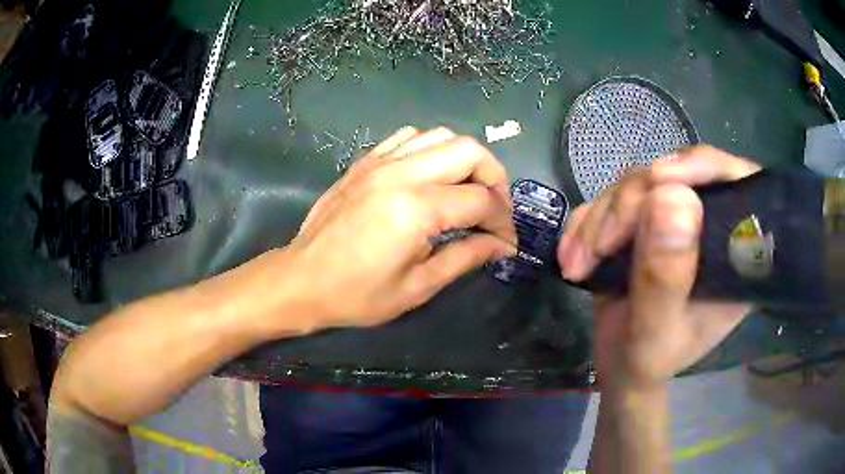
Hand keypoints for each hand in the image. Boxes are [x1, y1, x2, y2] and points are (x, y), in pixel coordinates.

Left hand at [287, 127, 516, 329]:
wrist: (301, 280)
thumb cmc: (357, 294)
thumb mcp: (417, 286)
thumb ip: (465, 257)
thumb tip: (500, 245)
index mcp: (415, 209)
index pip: (481, 201)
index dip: (502, 221)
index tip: (505, 242)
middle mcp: (401, 174)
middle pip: (469, 151)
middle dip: (494, 178)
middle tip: (493, 209)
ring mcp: (380, 162)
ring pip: (441, 136)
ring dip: (465, 160)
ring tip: (467, 190)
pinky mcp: (366, 162)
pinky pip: (408, 137)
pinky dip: (431, 149)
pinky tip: (431, 175)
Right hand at [558, 146, 759, 388]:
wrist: (621, 364)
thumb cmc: (649, 360)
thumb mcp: (656, 332)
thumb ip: (666, 276)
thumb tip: (670, 197)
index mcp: (736, 252)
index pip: (738, 184)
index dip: (705, 167)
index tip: (661, 179)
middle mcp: (711, 224)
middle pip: (677, 176)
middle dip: (631, 206)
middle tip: (599, 247)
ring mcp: (676, 217)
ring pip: (638, 183)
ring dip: (601, 219)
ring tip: (578, 263)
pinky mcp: (645, 217)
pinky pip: (613, 197)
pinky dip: (587, 223)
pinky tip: (573, 255)